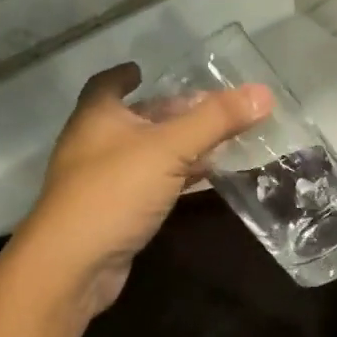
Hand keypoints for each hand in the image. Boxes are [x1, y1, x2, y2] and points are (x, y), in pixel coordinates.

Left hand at [13, 63, 271, 318]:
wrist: (72, 267)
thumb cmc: (114, 191)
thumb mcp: (170, 148)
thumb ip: (216, 120)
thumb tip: (264, 93)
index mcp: (98, 116)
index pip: (107, 84)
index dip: (125, 75)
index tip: (143, 69)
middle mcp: (95, 143)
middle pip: (135, 118)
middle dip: (169, 111)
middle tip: (207, 107)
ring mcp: (102, 181)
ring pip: (145, 154)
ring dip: (176, 146)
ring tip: (216, 139)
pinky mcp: (113, 213)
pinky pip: (150, 184)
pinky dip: (175, 177)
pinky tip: (202, 179)